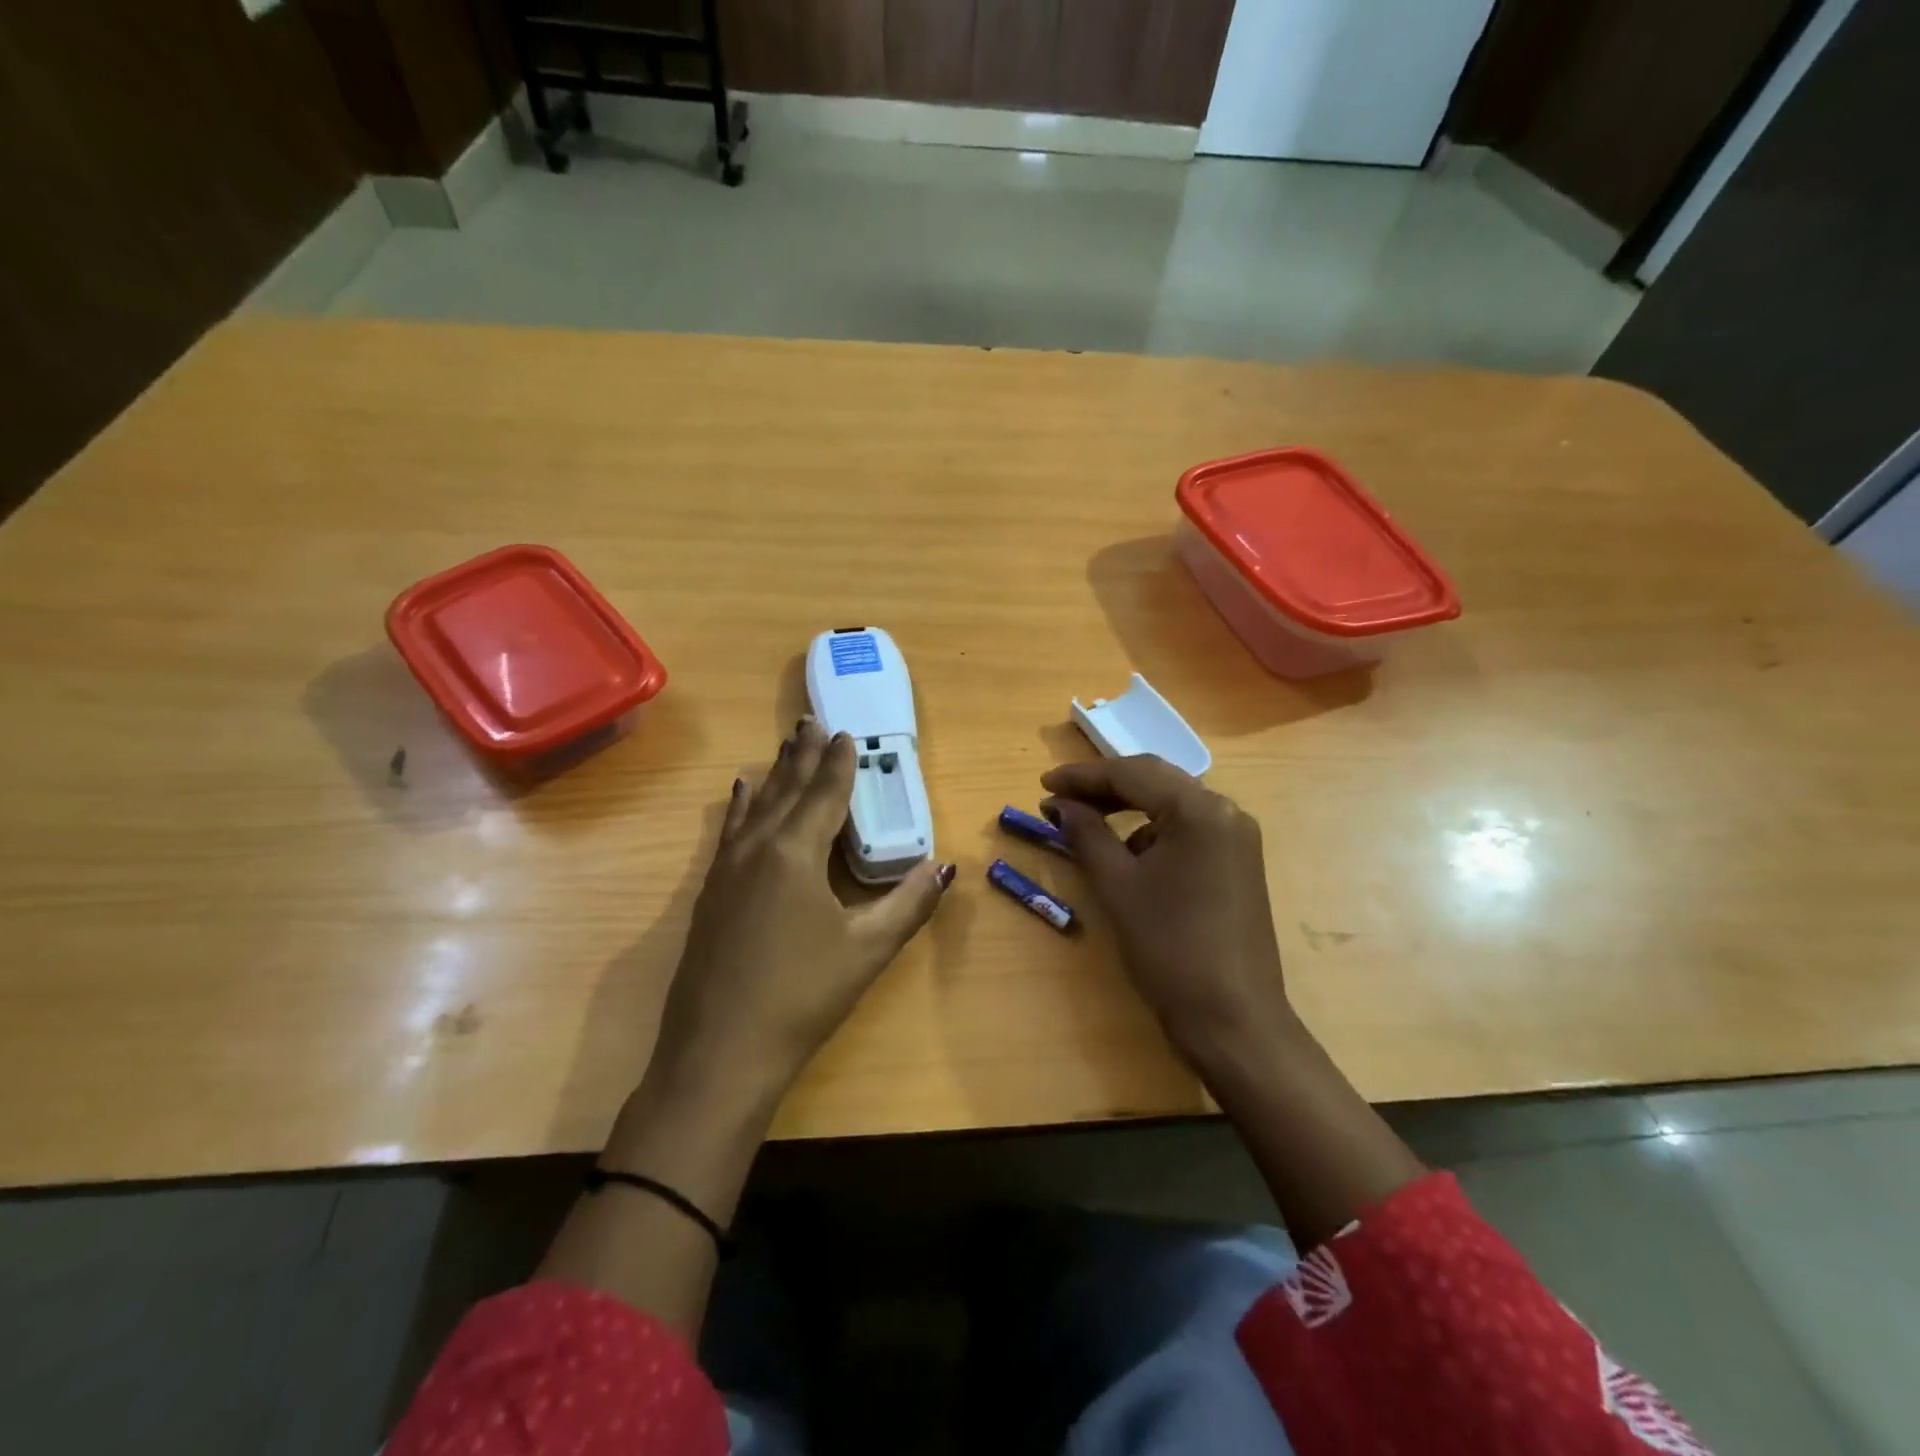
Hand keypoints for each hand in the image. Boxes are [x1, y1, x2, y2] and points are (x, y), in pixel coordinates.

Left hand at [651, 718, 955, 1103]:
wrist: (719, 1052)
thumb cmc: (802, 996)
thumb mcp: (867, 950)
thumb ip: (909, 904)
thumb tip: (944, 867)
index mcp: (795, 853)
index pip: (824, 795)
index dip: (838, 763)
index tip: (846, 733)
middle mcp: (758, 848)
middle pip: (786, 789)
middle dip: (802, 754)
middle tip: (811, 721)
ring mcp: (726, 870)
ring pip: (756, 805)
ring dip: (774, 774)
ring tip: (784, 745)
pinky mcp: (710, 892)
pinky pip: (731, 830)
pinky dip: (743, 805)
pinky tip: (741, 795)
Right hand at [1041, 755, 1294, 1067]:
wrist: (1232, 1019)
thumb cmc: (1169, 947)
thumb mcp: (1117, 885)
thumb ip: (1086, 833)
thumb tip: (1060, 804)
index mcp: (1199, 809)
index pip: (1132, 774)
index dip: (1082, 776)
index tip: (1042, 784)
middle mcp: (1226, 811)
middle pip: (1155, 780)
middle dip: (1103, 787)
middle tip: (1058, 798)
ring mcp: (1236, 837)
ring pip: (1171, 804)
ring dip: (1127, 808)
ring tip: (1085, 824)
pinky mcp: (1237, 863)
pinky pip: (1186, 830)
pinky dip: (1151, 832)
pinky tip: (1126, 855)